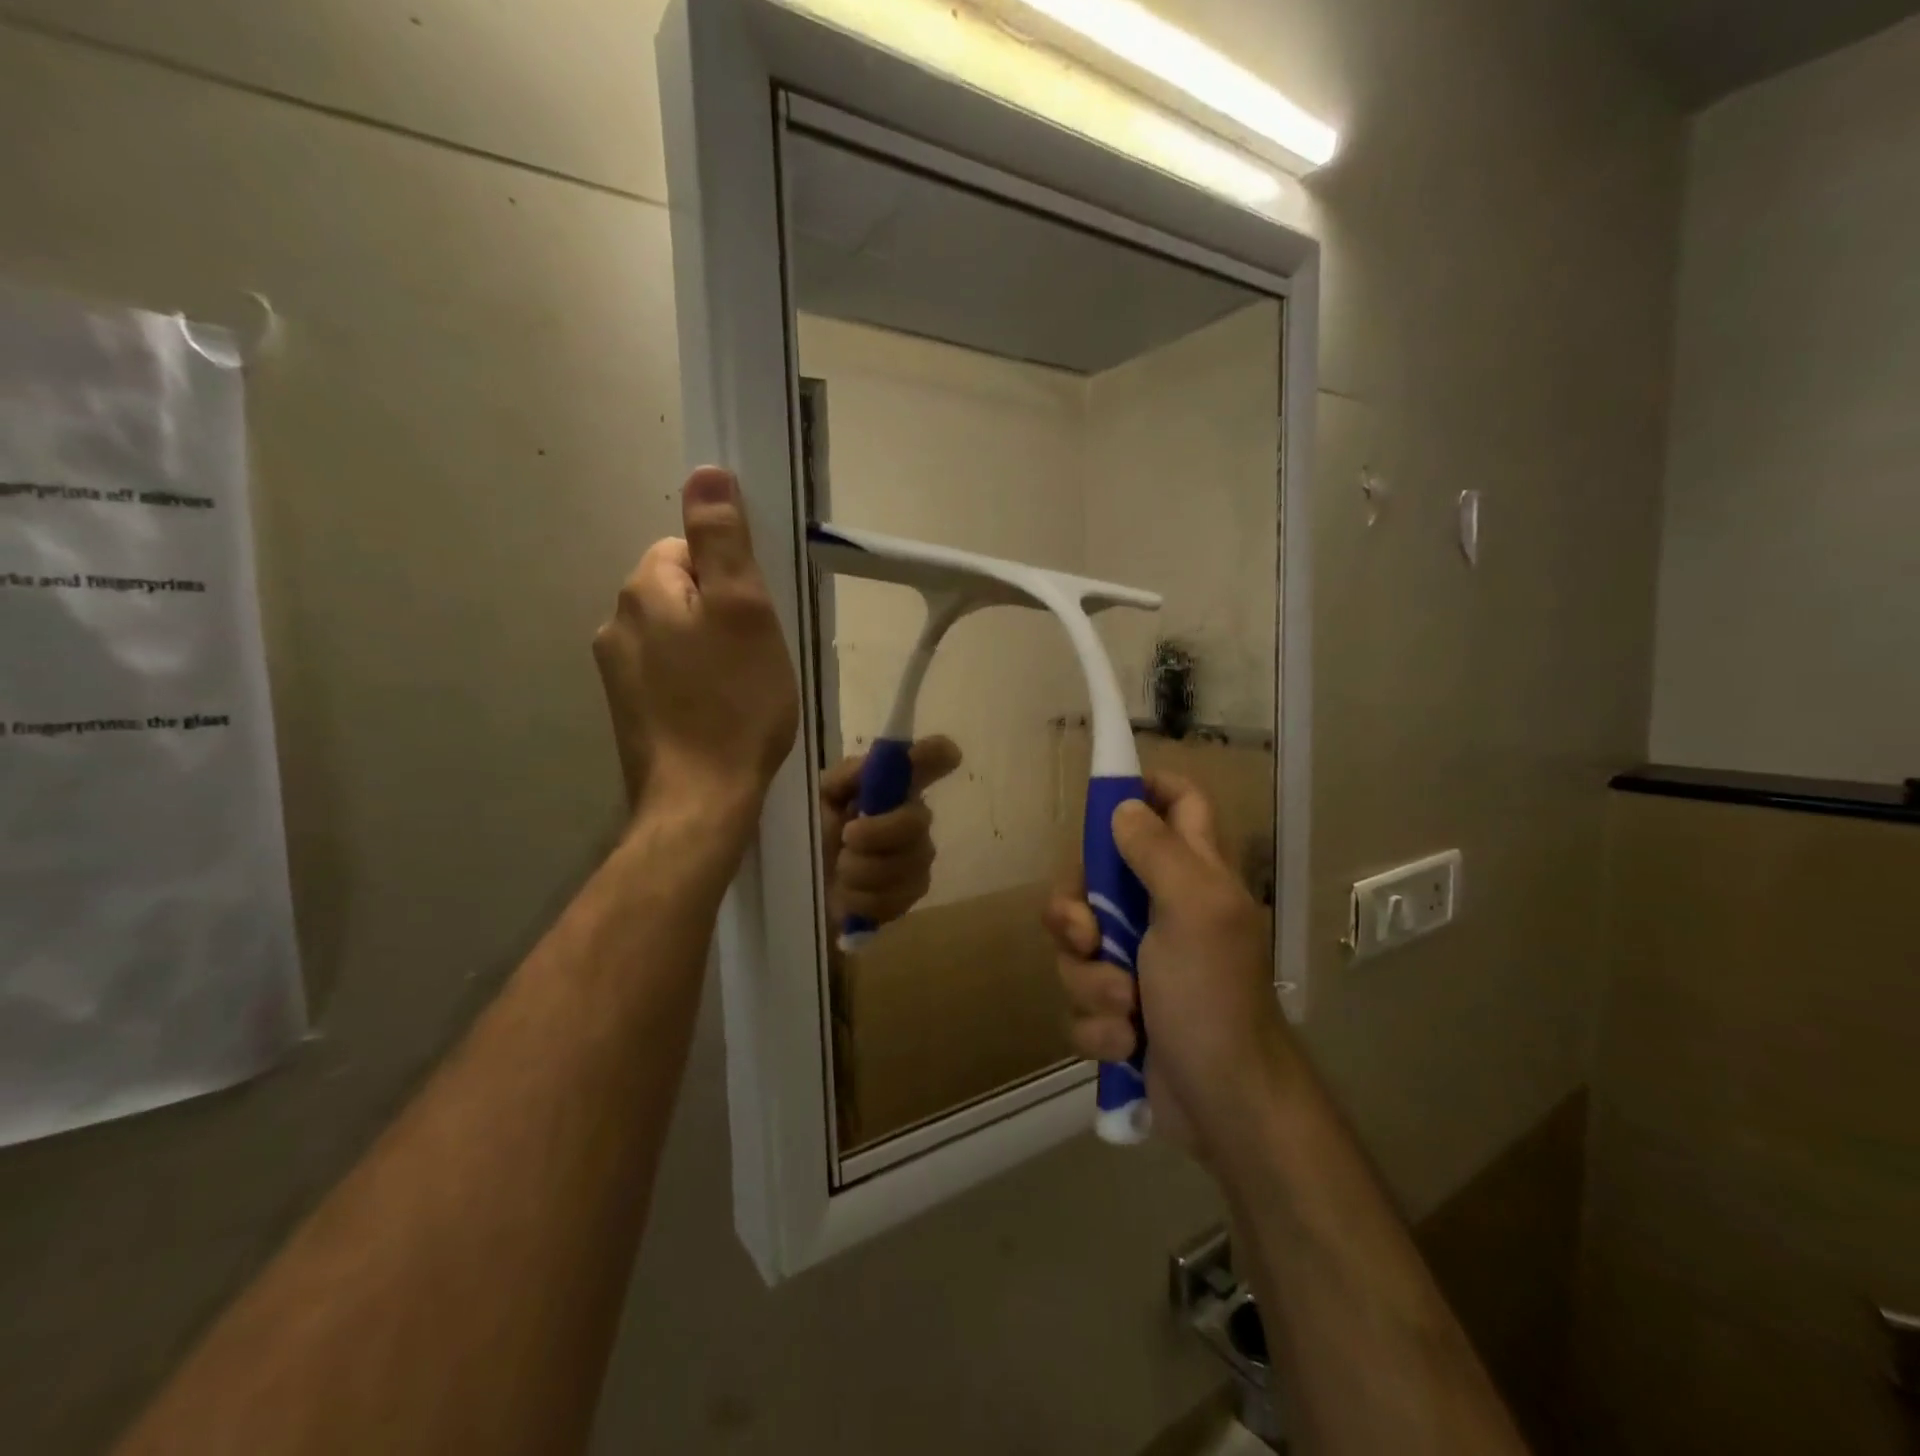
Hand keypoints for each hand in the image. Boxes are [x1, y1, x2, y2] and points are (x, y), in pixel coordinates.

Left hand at [593, 468, 799, 835]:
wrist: (700, 800)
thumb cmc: (734, 703)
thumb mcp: (744, 611)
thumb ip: (722, 539)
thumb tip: (705, 470)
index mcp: (644, 590)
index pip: (685, 550)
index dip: (729, 580)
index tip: (756, 621)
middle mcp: (616, 623)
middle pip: (679, 593)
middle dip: (718, 615)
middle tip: (756, 658)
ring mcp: (616, 673)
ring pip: (674, 637)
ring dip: (707, 651)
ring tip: (741, 691)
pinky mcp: (628, 712)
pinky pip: (666, 676)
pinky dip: (693, 685)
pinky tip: (718, 715)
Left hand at [819, 737, 961, 927]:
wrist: (800, 888)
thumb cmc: (810, 835)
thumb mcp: (818, 799)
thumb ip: (846, 777)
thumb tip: (878, 760)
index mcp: (890, 786)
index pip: (929, 760)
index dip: (937, 755)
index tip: (950, 755)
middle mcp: (912, 816)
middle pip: (918, 821)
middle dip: (878, 833)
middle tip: (847, 838)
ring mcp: (917, 857)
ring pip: (907, 864)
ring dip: (862, 870)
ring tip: (839, 870)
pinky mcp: (911, 894)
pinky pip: (898, 897)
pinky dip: (863, 898)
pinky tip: (849, 894)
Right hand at [1043, 772, 1293, 1159]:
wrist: (1223, 1104)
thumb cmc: (1214, 996)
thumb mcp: (1193, 909)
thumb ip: (1158, 851)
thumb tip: (1123, 807)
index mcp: (1191, 874)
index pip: (1178, 803)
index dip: (1145, 787)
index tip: (1103, 798)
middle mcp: (1162, 909)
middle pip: (1095, 878)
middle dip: (1077, 912)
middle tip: (1088, 936)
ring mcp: (1137, 962)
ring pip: (1078, 947)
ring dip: (1093, 982)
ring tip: (1127, 1010)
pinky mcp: (1119, 1009)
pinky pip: (1082, 999)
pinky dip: (1099, 1024)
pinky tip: (1126, 1043)